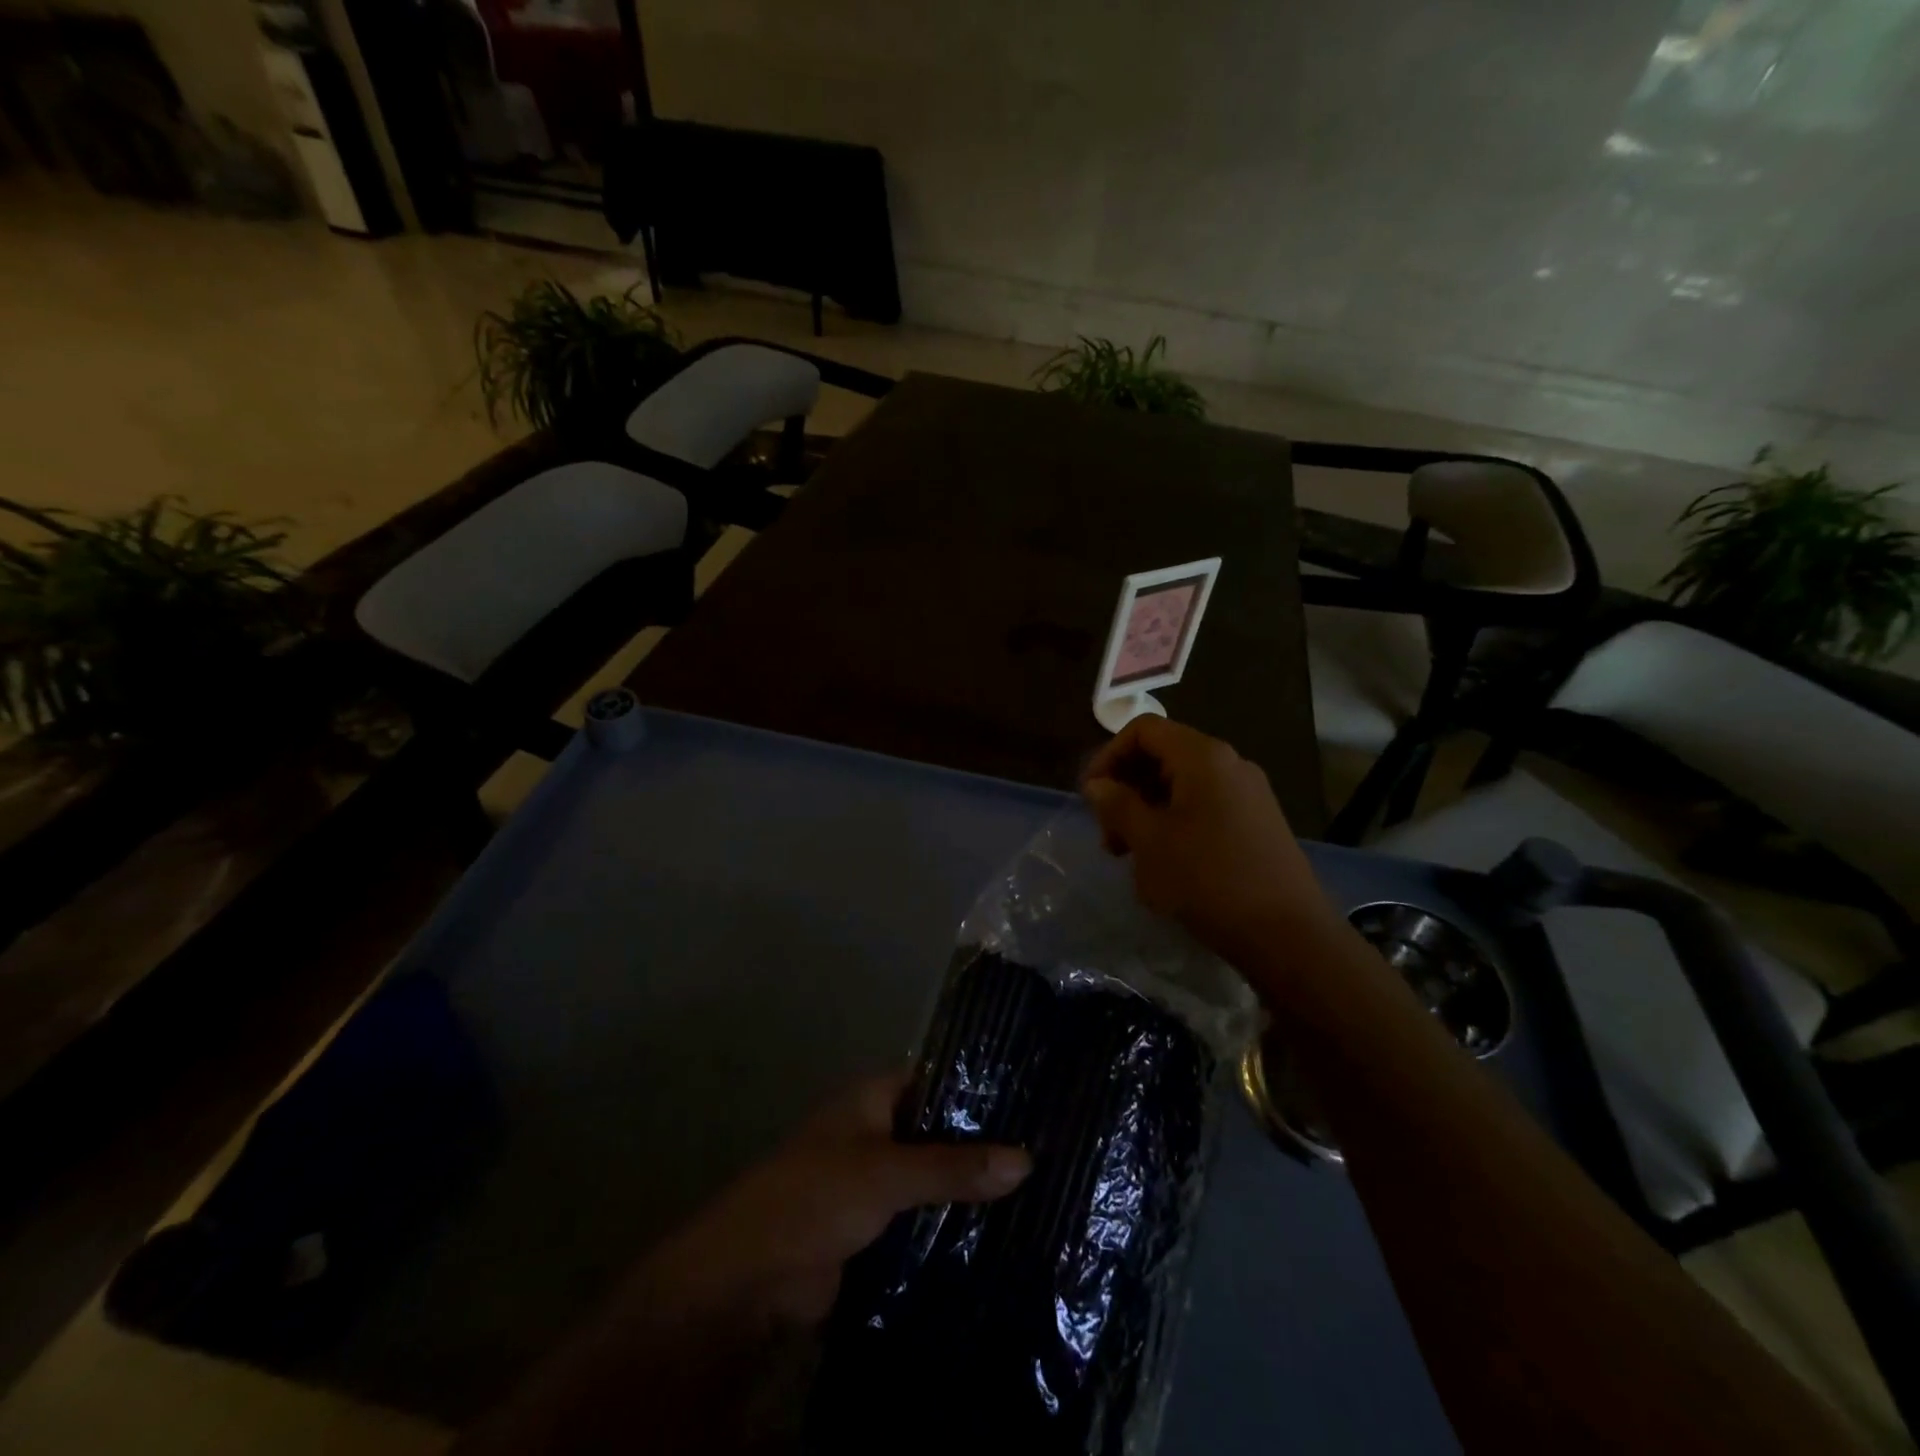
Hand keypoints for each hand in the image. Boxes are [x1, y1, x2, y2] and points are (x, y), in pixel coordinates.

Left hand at [638, 1070, 1031, 1328]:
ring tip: (1039, 1193)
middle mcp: (877, 1130)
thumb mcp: (887, 1173)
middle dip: (982, 1145)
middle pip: (939, 1131)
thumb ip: (954, 1167)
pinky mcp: (874, 1227)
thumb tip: (1028, 1160)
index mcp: (873, 1097)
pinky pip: (922, 1218)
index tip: (1032, 1101)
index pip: (937, 1079)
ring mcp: (875, 1180)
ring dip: (969, 1189)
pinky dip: (951, 1225)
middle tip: (1048, 1152)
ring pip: (933, 1177)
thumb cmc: (815, 1196)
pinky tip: (1001, 1234)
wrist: (751, 1278)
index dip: (979, 1088)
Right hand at [1081, 717, 1334, 957]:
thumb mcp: (1149, 841)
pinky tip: (1165, 863)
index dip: (1108, 756)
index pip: (1143, 730)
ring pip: (1181, 785)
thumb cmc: (1208, 879)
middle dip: (1126, 788)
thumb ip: (1117, 804)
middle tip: (1108, 834)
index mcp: (1203, 757)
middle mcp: (1229, 764)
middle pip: (1163, 755)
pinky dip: (1174, 823)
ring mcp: (1248, 794)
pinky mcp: (1257, 823)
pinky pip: (1204, 806)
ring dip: (1146, 810)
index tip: (1091, 796)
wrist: (1288, 935)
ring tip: (1130, 854)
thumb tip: (1097, 784)